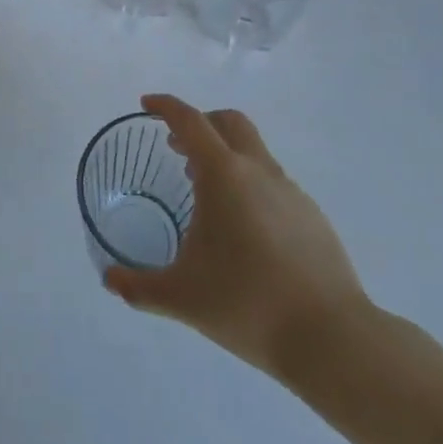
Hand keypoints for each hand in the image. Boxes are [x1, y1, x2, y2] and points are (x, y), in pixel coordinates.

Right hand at [104, 94, 368, 385]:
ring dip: (226, 157)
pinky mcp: (313, 217)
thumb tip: (110, 279)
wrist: (332, 339)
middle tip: (177, 147)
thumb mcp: (180, 297)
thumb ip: (139, 287)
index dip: (165, 106)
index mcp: (223, 175)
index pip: (189, 121)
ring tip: (207, 195)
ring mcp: (291, 192)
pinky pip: (274, 184)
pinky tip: (244, 230)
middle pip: (229, 122)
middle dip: (200, 122)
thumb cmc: (246, 303)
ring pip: (254, 152)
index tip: (147, 104)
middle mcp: (258, 171)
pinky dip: (251, 186)